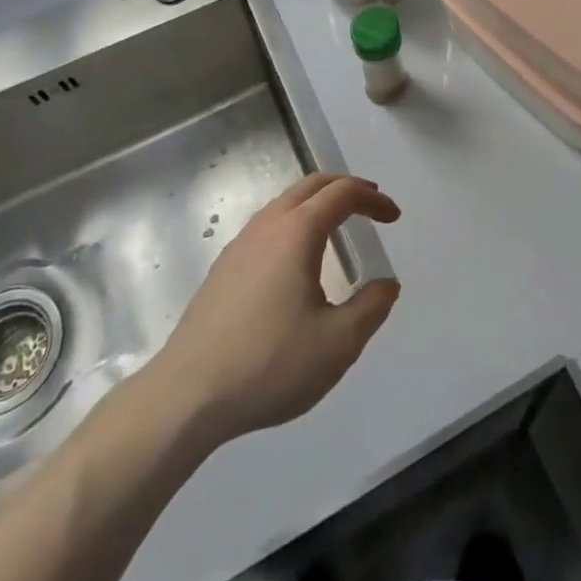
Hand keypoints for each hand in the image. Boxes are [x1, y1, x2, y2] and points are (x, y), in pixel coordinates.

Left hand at [155, 173, 400, 444]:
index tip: (394, 216)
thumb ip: (371, 308)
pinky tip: (297, 259)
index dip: (373, 198)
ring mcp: (240, 244)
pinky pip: (268, 224)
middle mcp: (268, 226)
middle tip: (371, 204)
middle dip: (346, 187)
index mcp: (297, 232)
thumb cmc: (269, 364)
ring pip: (286, 202)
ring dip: (318, 202)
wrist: (186, 396)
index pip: (343, 193)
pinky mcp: (223, 268)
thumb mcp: (337, 344)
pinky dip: (295, 221)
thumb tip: (387, 285)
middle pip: (313, 185)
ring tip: (338, 225)